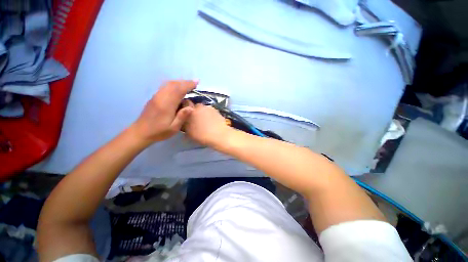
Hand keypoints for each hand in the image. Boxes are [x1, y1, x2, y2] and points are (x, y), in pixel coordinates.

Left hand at [131, 80, 196, 143]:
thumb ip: (182, 117)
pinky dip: (173, 85)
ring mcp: (156, 96)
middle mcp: (161, 97)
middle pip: (173, 84)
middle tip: (194, 82)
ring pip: (168, 84)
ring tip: (188, 84)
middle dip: (184, 82)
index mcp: (166, 105)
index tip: (196, 82)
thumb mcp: (173, 128)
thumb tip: (191, 108)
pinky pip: (164, 87)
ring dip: (179, 82)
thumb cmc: (159, 131)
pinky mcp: (154, 98)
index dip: (188, 85)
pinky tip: (177, 88)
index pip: (178, 90)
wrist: (140, 132)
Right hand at [184, 104, 231, 146]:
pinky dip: (211, 116)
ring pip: (205, 109)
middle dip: (195, 111)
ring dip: (204, 113)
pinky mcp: (218, 111)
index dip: (185, 108)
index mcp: (191, 109)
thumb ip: (185, 124)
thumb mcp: (189, 132)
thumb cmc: (202, 135)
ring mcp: (210, 108)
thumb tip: (185, 121)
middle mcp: (201, 106)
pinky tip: (212, 123)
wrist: (219, 135)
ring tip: (205, 122)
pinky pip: (211, 112)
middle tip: (196, 120)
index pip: (186, 103)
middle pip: (196, 106)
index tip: (186, 114)